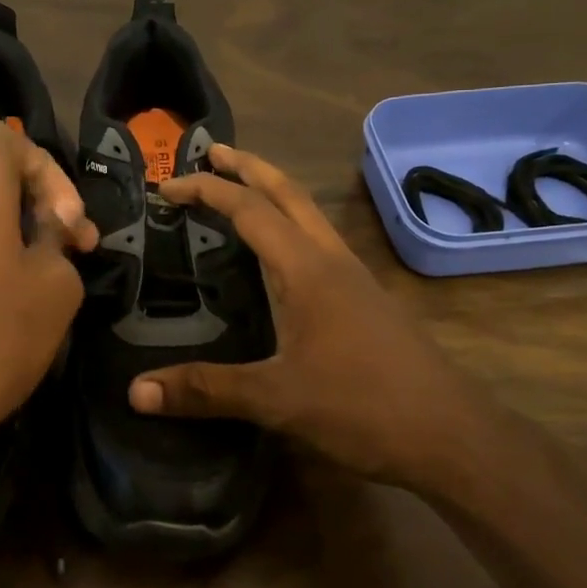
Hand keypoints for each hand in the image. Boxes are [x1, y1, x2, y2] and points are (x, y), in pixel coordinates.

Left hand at [0, 123, 96, 477]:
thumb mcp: (55, 287)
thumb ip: (59, 241)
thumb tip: (47, 230)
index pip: (9, 139)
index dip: (50, 170)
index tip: (68, 222)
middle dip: (38, 206)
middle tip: (73, 250)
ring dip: (13, 234)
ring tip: (41, 280)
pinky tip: (0, 302)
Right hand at [127, 144, 500, 494]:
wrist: (450, 433)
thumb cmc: (362, 406)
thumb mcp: (276, 399)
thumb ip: (205, 390)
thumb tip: (136, 391)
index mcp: (306, 268)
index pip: (249, 209)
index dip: (206, 191)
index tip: (167, 188)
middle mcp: (330, 258)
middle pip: (288, 192)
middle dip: (248, 167)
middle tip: (213, 153)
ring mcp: (354, 276)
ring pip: (308, 214)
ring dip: (273, 192)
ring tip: (240, 191)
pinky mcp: (366, 298)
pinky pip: (319, 241)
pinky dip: (290, 226)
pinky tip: (280, 256)